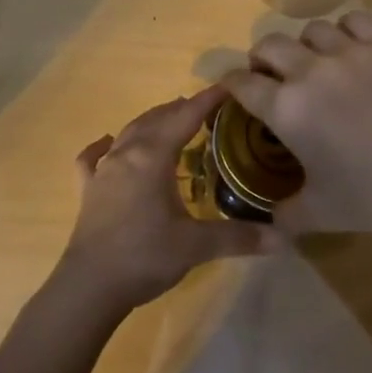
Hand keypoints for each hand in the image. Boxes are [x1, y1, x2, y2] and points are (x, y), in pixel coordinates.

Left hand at [52, 87, 269, 315]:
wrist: (90, 286)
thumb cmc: (145, 256)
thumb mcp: (196, 246)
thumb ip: (238, 237)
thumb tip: (283, 239)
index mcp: (153, 157)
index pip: (185, 117)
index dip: (208, 100)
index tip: (228, 86)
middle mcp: (126, 154)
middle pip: (156, 119)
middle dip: (181, 108)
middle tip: (205, 107)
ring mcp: (103, 171)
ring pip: (128, 133)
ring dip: (151, 122)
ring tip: (169, 119)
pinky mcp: (88, 191)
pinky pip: (93, 158)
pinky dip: (103, 147)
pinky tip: (107, 143)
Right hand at [220, 12, 371, 241]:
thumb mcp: (321, 214)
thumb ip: (284, 214)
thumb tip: (266, 219)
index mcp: (288, 109)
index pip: (240, 82)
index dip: (229, 84)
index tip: (231, 89)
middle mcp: (311, 71)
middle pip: (269, 45)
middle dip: (261, 60)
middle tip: (270, 79)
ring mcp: (350, 53)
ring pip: (310, 29)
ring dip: (303, 46)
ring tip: (312, 64)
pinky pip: (353, 20)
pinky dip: (344, 31)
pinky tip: (349, 50)